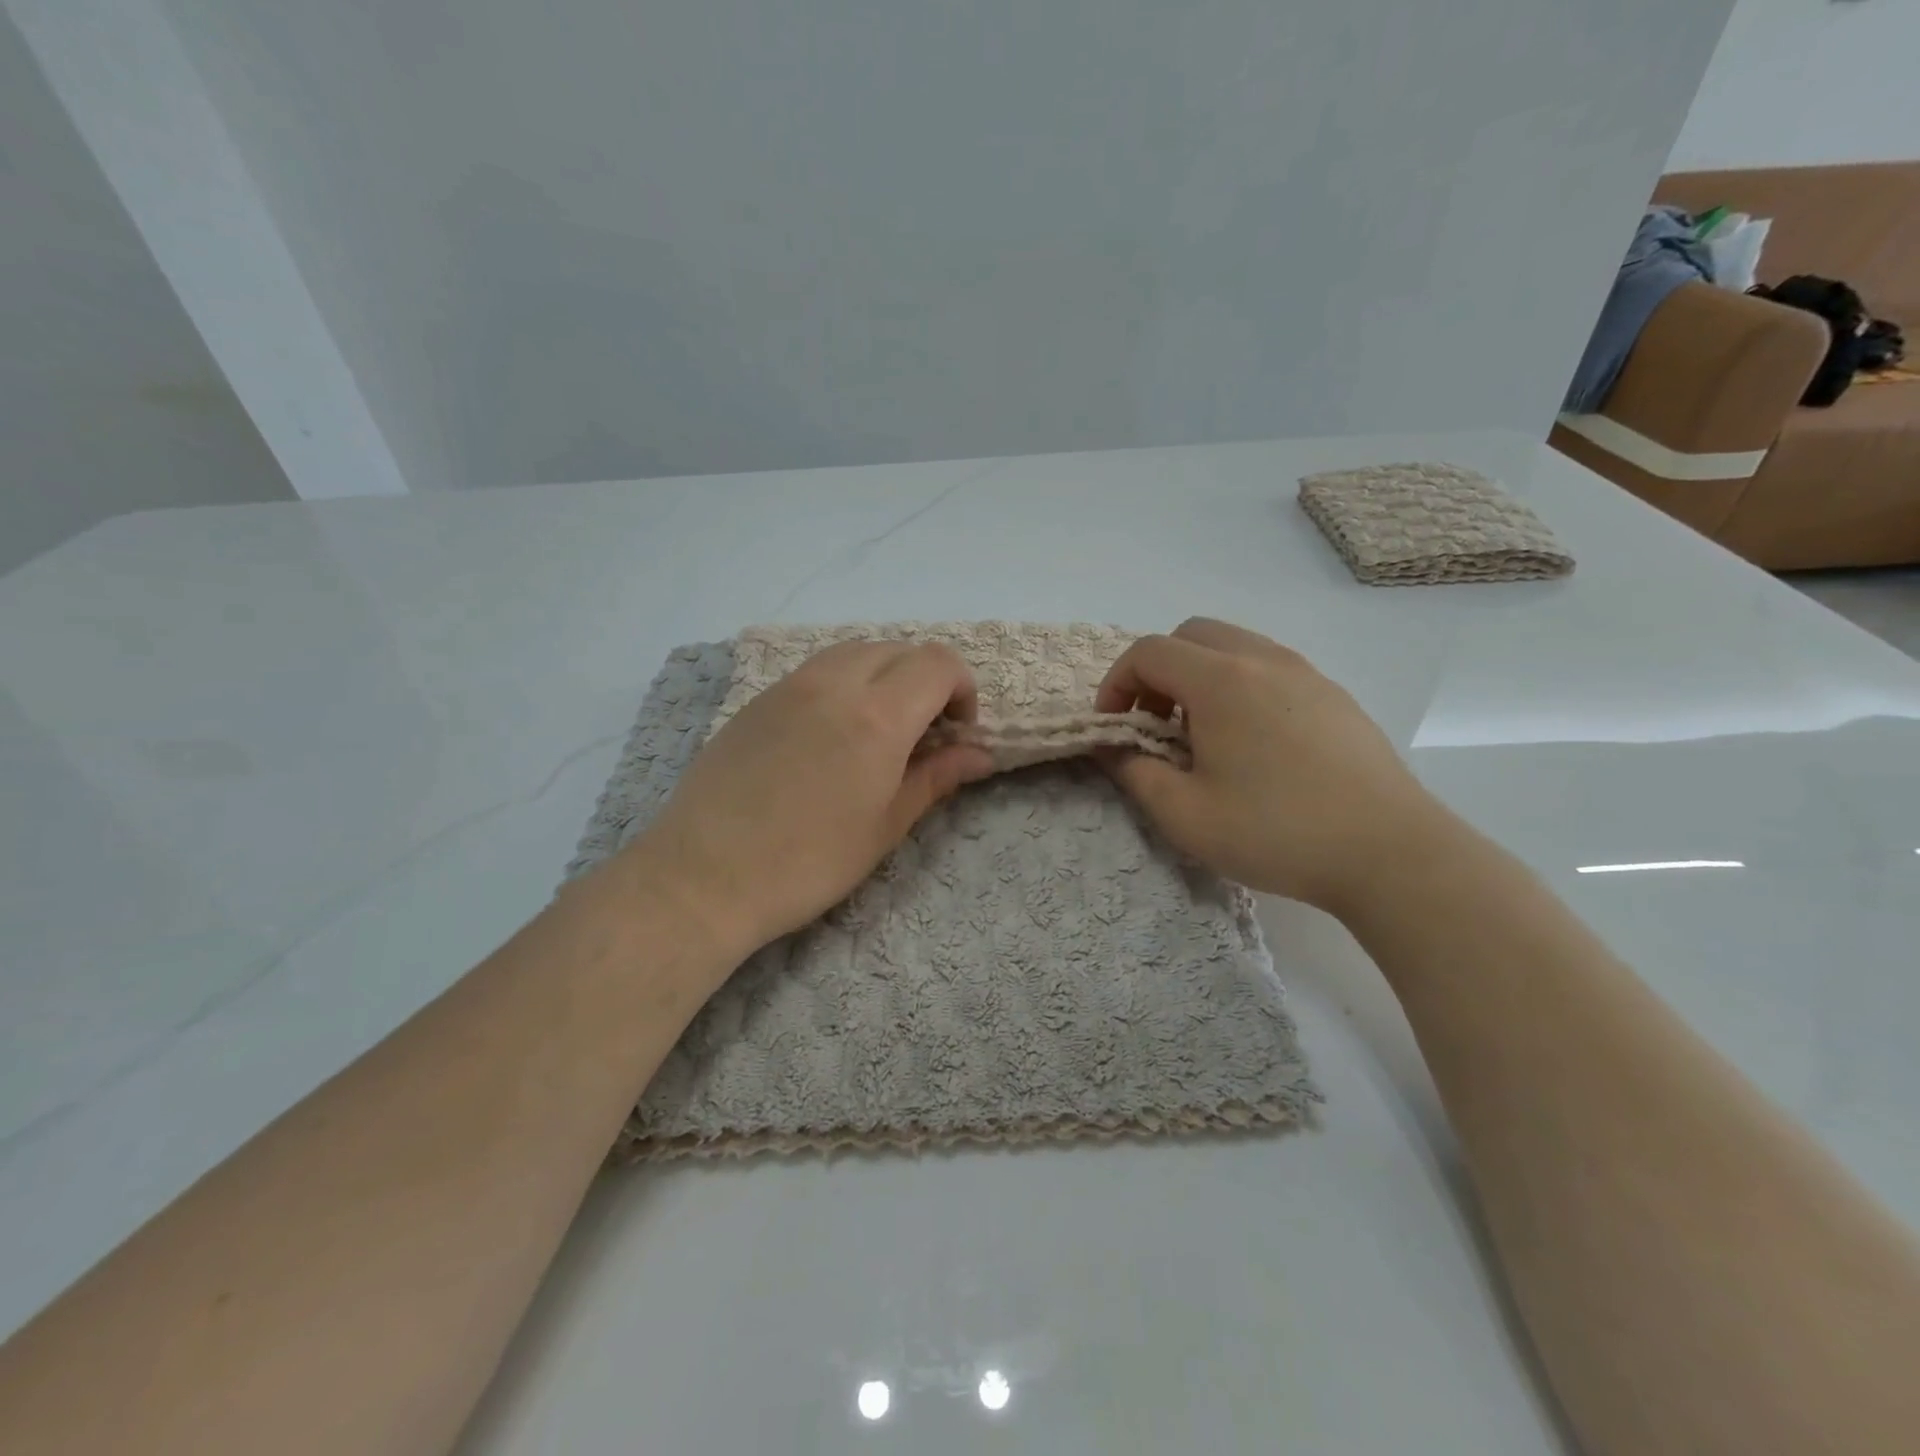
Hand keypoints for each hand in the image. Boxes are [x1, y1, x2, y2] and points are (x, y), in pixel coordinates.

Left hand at [632, 640, 994, 961]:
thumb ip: (936, 777)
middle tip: (924, 733)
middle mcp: (836, 683)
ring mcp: (791, 685)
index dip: (962, 689)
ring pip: (856, 651)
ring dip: (885, 675)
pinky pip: (817, 668)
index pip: (938, 663)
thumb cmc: (808, 862)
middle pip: (899, 650)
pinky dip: (845, 682)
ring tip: (881, 727)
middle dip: (927, 680)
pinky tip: (832, 731)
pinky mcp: (759, 698)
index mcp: (878, 716)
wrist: (704, 876)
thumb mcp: (885, 826)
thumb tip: (981, 755)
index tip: (957, 732)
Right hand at [1095, 617, 1449, 914]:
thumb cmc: (1276, 832)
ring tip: (1201, 734)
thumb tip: (1112, 747)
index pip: (1149, 652)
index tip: (1113, 728)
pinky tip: (1251, 743)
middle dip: (1157, 672)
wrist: (1390, 853)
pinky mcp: (1335, 696)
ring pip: (1234, 647)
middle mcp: (1263, 660)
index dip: (1116, 684)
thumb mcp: (1184, 815)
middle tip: (1154, 723)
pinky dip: (1240, 686)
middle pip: (1191, 635)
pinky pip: (1270, 668)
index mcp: (1222, 681)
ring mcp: (1306, 673)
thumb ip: (1133, 772)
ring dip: (1199, 677)